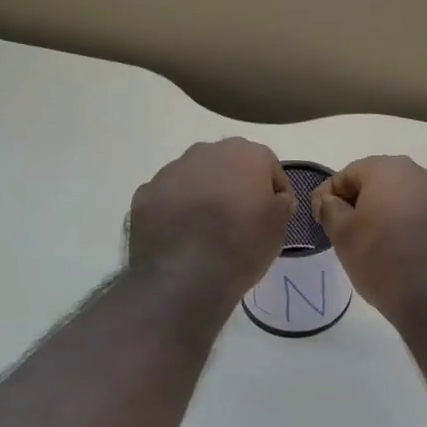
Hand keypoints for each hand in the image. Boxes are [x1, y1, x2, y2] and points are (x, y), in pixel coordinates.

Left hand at [129, 139, 293, 308]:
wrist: (185, 275)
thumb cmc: (242, 246)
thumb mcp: (280, 228)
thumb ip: (281, 204)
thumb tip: (275, 199)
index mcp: (246, 154)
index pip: (269, 167)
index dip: (275, 192)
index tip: (275, 215)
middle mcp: (206, 152)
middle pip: (228, 166)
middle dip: (235, 186)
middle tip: (240, 219)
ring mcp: (170, 171)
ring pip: (195, 178)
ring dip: (203, 196)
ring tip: (207, 231)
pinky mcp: (145, 194)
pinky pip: (169, 198)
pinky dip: (176, 211)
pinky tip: (182, 238)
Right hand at [311, 156, 426, 327]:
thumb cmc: (382, 257)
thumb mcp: (343, 235)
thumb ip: (330, 210)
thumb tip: (329, 201)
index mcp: (390, 169)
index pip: (349, 173)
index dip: (329, 194)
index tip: (318, 217)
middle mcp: (421, 175)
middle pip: (380, 184)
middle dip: (359, 203)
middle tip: (342, 231)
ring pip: (404, 202)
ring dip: (385, 217)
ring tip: (371, 246)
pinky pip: (423, 221)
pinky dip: (408, 231)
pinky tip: (399, 255)